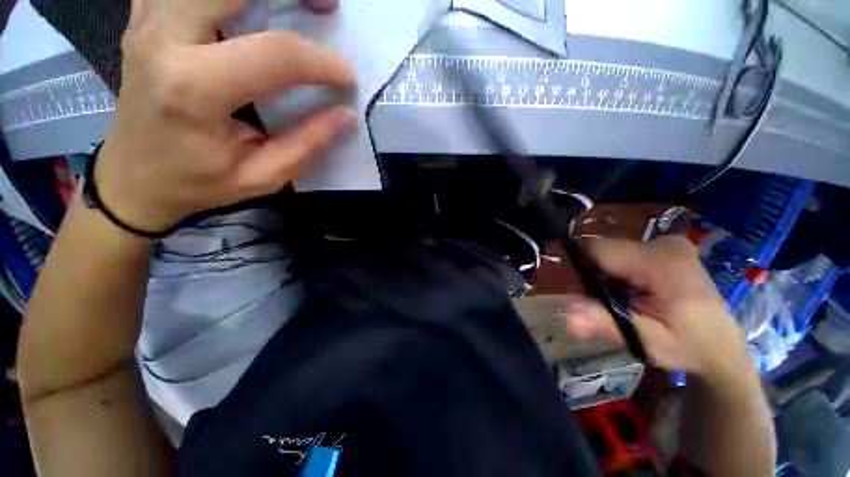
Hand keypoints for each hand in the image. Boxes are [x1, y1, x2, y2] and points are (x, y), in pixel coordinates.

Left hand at [95, 0, 356, 232]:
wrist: (134, 176)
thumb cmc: (198, 182)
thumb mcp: (261, 177)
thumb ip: (307, 145)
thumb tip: (344, 115)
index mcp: (194, 88)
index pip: (275, 54)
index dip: (322, 63)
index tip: (347, 77)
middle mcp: (164, 39)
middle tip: (325, 7)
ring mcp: (148, 21)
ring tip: (293, 4)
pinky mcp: (146, 18)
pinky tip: (243, 8)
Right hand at [560, 236, 754, 384]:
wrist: (723, 348)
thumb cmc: (689, 347)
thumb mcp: (646, 341)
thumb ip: (605, 324)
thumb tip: (566, 316)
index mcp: (661, 262)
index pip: (597, 249)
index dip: (579, 268)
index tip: (582, 292)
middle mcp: (663, 243)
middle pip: (602, 250)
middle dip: (593, 274)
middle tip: (604, 303)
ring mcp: (666, 243)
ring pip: (610, 251)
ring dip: (605, 274)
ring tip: (621, 299)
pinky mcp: (665, 247)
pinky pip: (623, 253)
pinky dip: (617, 272)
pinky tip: (631, 291)